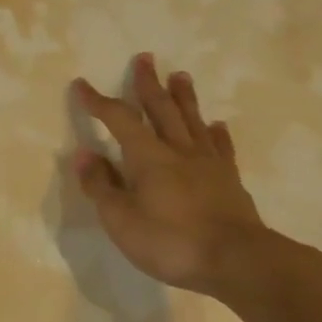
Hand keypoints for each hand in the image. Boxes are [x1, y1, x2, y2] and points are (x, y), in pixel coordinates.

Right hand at [70, 55, 277, 300]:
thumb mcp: (121, 219)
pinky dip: (216, 134)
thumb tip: (84, 154)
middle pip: (161, 109)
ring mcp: (208, 164)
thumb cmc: (171, 241)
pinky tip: (216, 126)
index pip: (118, 119)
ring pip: (192, 121)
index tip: (82, 84)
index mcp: (147, 156)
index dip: (98, 101)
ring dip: (184, 97)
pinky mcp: (230, 181)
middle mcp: (178, 151)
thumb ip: (100, 186)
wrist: (240, 262)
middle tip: (145, 58)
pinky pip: (221, 149)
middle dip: (149, 84)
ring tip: (180, 76)